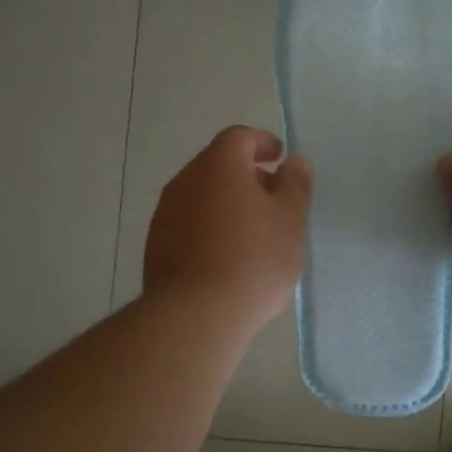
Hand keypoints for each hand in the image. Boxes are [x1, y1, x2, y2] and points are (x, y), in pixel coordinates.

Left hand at [144, 126, 312, 332]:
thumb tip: (294, 162)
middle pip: (218, 166)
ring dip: (228, 204)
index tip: (281, 159)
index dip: (262, 142)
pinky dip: (210, 228)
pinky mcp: (156, 245)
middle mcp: (185, 180)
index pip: (239, 137)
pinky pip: (189, 223)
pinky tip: (228, 258)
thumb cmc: (253, 259)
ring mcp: (165, 214)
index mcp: (218, 165)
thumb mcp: (290, 220)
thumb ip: (295, 184)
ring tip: (254, 234)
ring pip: (202, 196)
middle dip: (248, 176)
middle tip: (274, 200)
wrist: (195, 314)